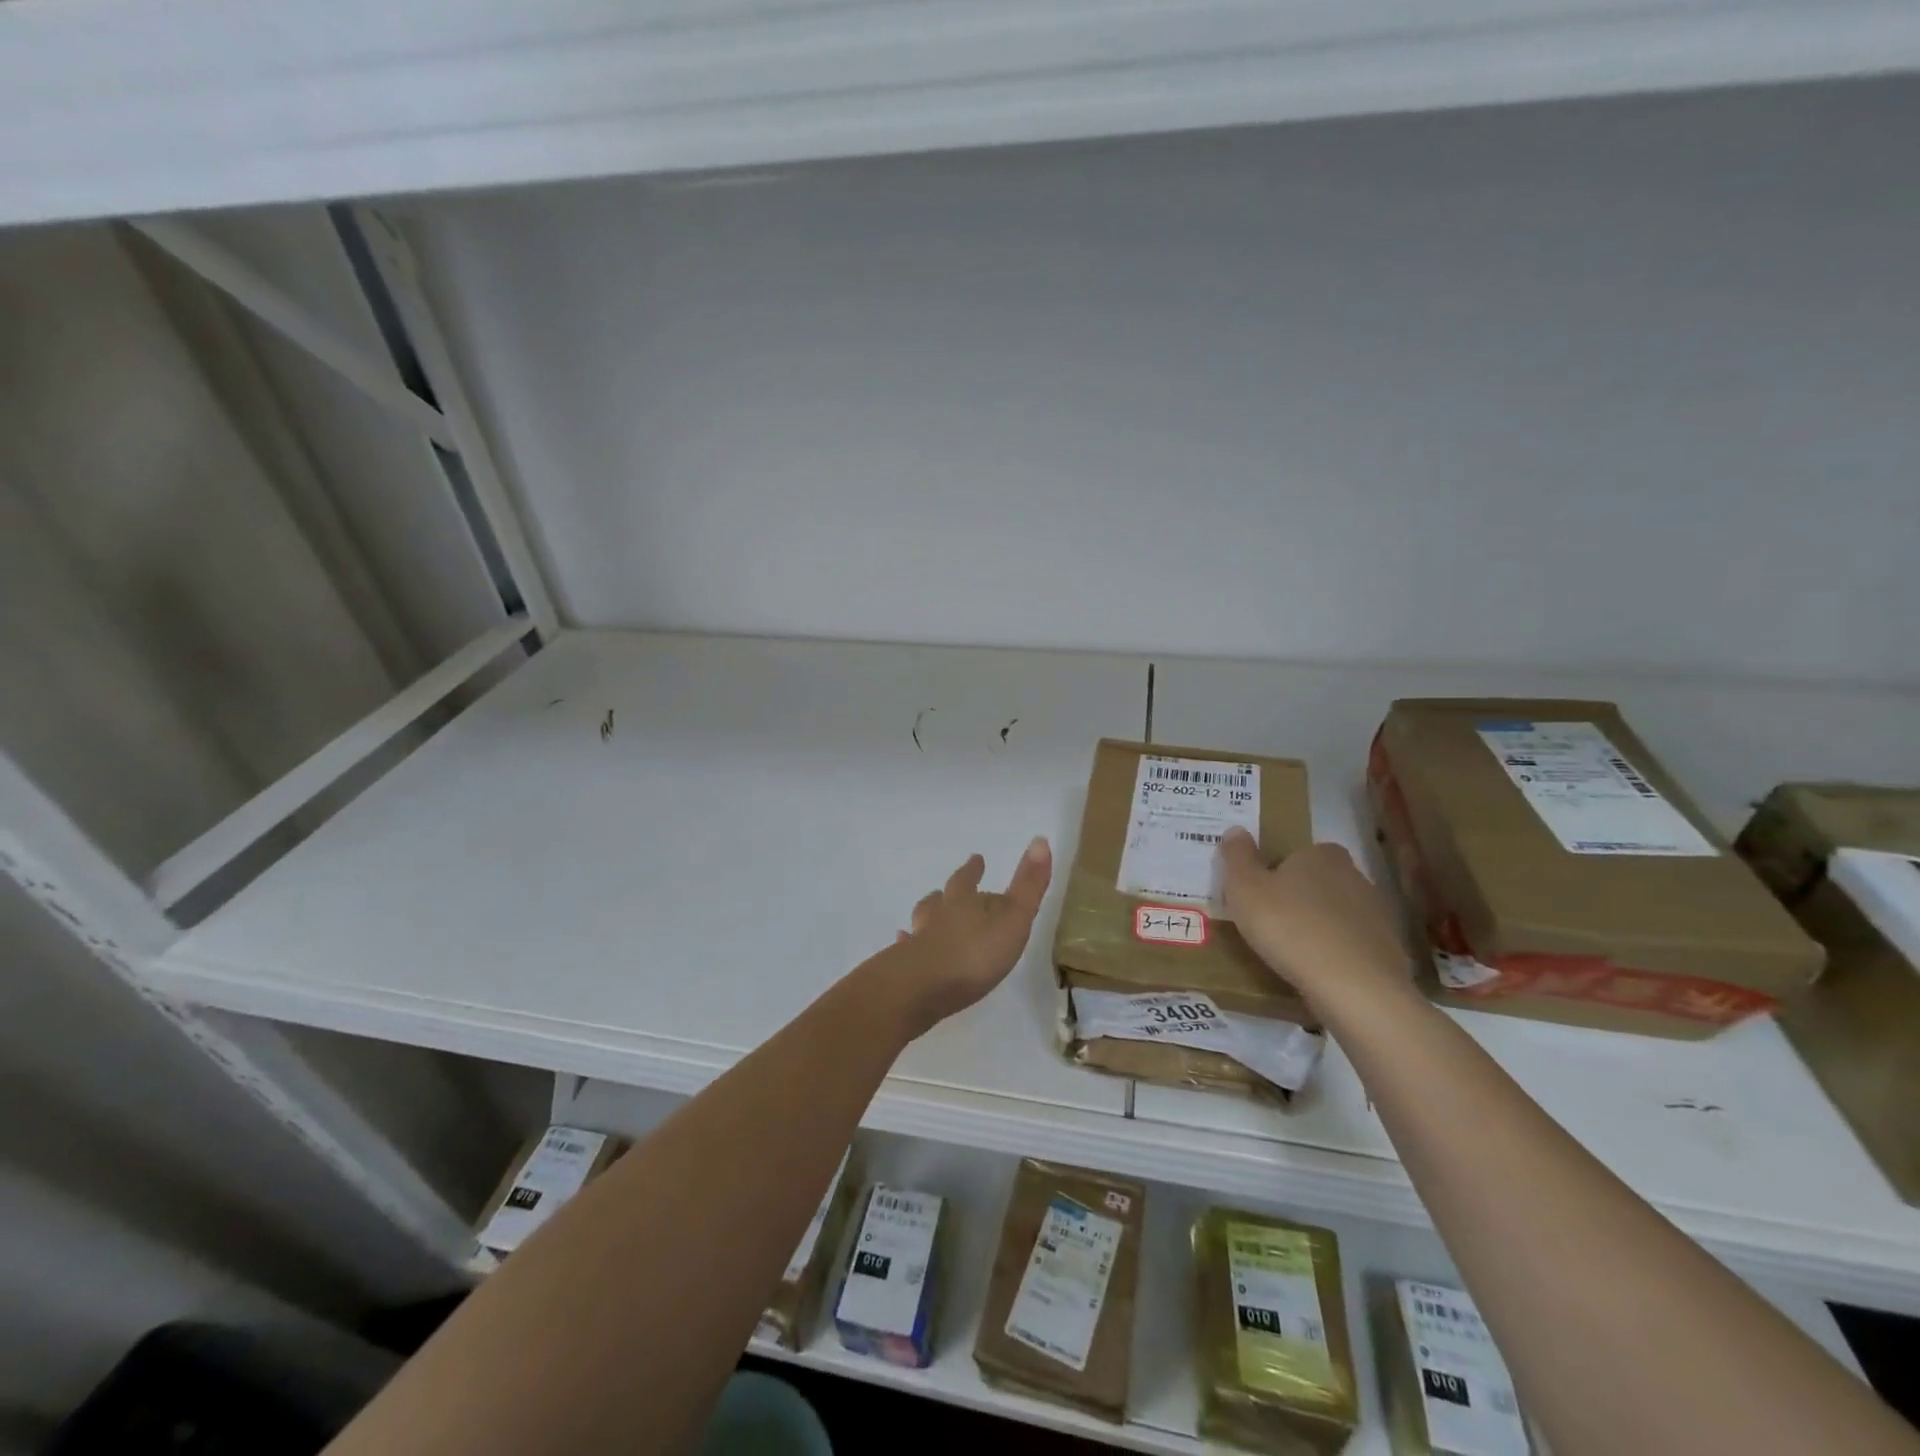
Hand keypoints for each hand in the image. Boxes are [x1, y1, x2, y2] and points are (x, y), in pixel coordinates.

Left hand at [875, 838, 1052, 1037]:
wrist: (921, 987)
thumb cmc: (974, 953)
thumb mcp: (1013, 918)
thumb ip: (1028, 885)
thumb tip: (1040, 839)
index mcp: (963, 902)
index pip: (968, 880)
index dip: (973, 870)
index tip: (976, 858)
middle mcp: (937, 916)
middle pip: (940, 898)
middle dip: (947, 893)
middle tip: (947, 888)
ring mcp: (918, 941)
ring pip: (921, 920)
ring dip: (927, 916)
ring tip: (927, 916)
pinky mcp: (905, 968)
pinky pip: (905, 950)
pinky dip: (907, 945)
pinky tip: (903, 946)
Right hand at [1218, 829, 1413, 1010]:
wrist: (1354, 987)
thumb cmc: (1289, 927)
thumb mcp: (1245, 889)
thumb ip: (1237, 856)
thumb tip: (1235, 829)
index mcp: (1321, 855)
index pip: (1295, 855)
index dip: (1275, 873)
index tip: (1259, 896)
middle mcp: (1354, 875)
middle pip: (1317, 883)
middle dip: (1297, 898)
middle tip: (1270, 924)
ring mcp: (1377, 913)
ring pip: (1336, 914)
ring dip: (1318, 926)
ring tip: (1293, 953)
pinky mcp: (1388, 949)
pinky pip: (1353, 944)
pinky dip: (1337, 953)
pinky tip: (1319, 972)